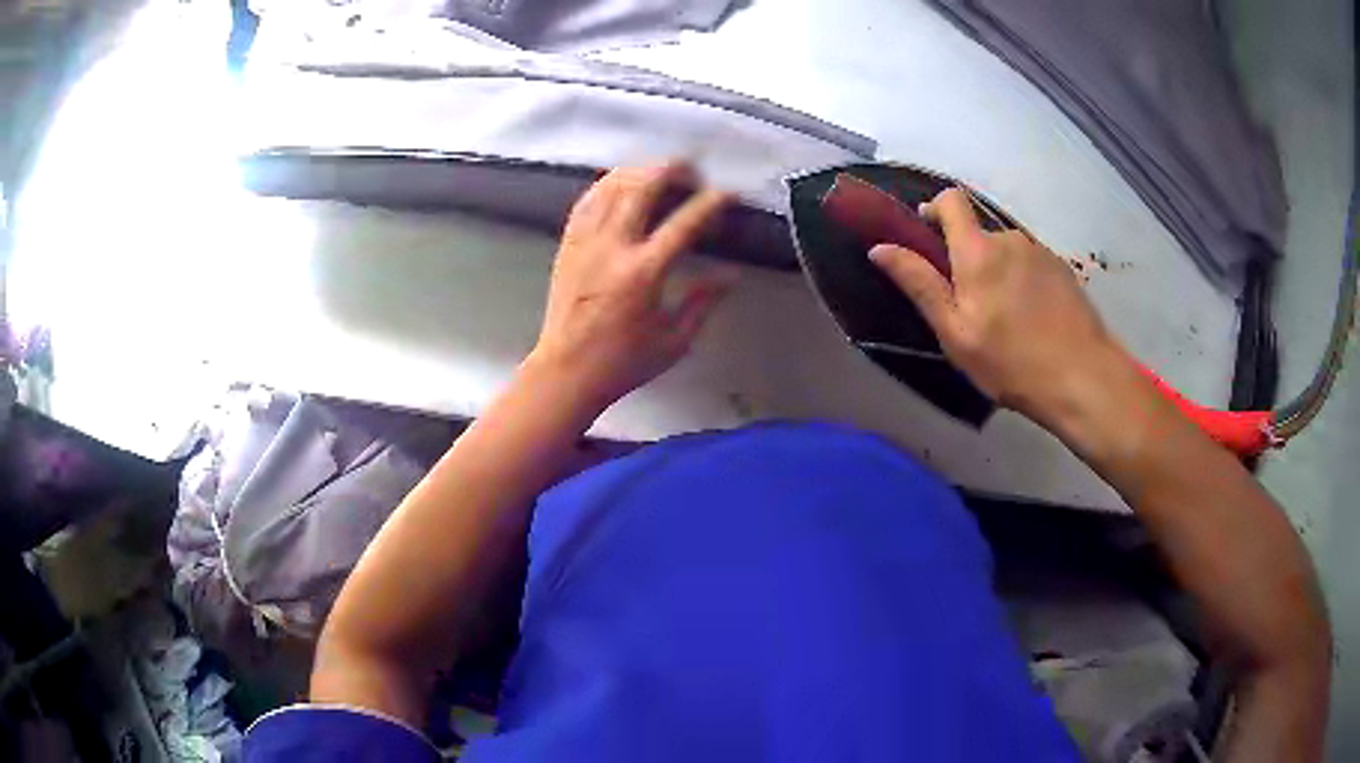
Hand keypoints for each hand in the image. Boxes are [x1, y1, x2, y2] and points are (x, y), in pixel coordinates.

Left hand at [528, 163, 733, 415]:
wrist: (566, 371)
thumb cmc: (623, 362)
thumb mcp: (674, 341)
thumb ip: (703, 302)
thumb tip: (731, 274)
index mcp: (643, 272)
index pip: (685, 223)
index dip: (711, 203)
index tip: (729, 194)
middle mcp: (612, 247)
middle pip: (642, 187)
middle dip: (671, 170)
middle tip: (691, 171)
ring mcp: (585, 242)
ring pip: (611, 187)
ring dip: (639, 171)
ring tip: (659, 171)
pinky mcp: (568, 245)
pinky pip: (587, 202)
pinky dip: (607, 185)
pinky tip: (621, 184)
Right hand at [869, 188, 1126, 421]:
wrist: (1082, 376)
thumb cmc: (1010, 361)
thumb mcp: (955, 332)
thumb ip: (919, 284)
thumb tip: (880, 248)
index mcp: (978, 250)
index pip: (951, 200)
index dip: (935, 209)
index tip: (929, 236)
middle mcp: (1009, 238)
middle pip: (979, 233)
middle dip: (968, 258)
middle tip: (971, 306)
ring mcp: (1040, 251)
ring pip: (1006, 251)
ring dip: (998, 272)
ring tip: (1006, 318)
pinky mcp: (1062, 268)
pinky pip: (1030, 264)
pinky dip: (1023, 281)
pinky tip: (1032, 319)